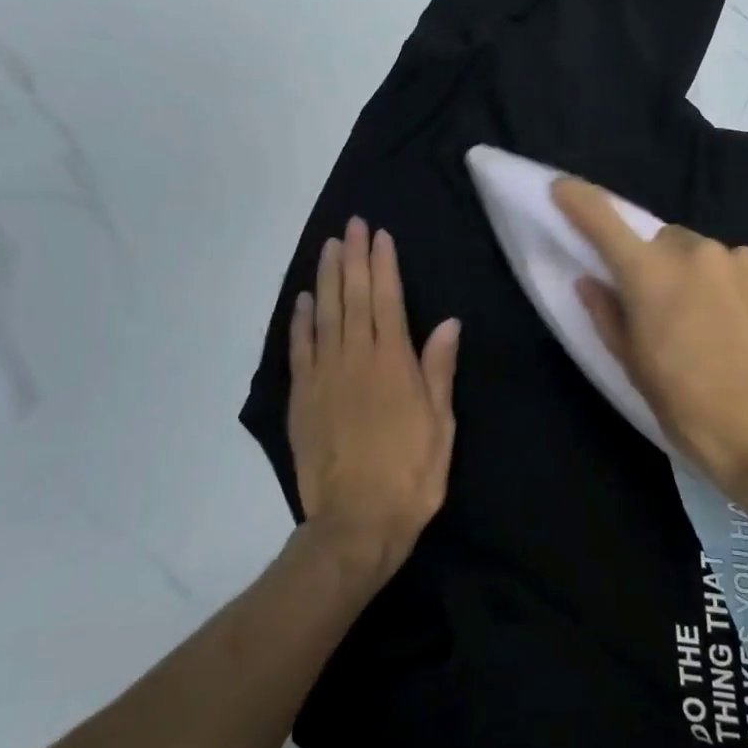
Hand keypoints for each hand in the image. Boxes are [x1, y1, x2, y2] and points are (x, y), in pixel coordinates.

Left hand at [288, 217, 459, 585]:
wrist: (356, 522)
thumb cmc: (412, 473)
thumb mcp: (441, 424)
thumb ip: (439, 369)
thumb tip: (448, 322)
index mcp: (393, 364)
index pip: (386, 301)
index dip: (383, 265)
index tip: (379, 235)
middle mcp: (355, 360)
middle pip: (352, 298)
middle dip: (353, 259)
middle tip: (351, 226)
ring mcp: (324, 377)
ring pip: (324, 315)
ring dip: (326, 278)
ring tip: (329, 248)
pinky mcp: (302, 398)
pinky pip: (299, 349)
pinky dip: (300, 321)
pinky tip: (303, 300)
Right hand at [551, 177, 747, 541]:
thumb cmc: (699, 414)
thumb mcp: (641, 374)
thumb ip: (610, 318)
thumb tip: (592, 282)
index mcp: (651, 276)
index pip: (604, 222)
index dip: (579, 201)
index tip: (564, 188)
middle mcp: (697, 252)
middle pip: (664, 243)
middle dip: (658, 267)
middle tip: (667, 313)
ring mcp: (744, 259)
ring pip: (707, 257)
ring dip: (701, 279)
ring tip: (718, 330)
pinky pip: (743, 270)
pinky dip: (736, 290)